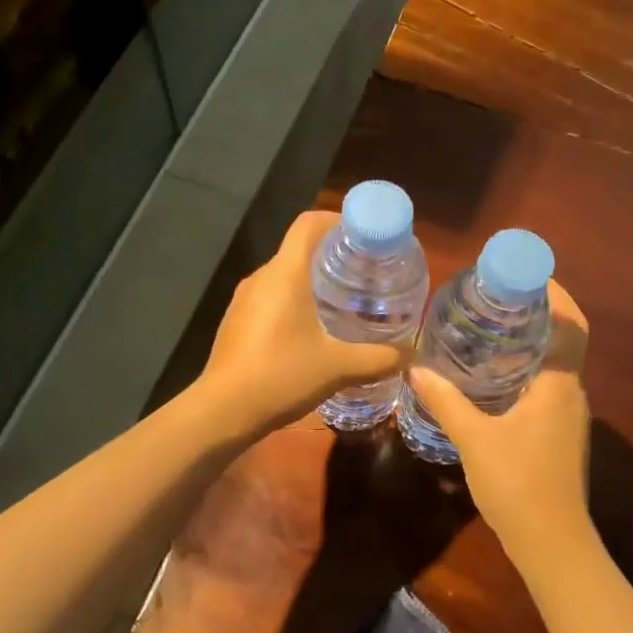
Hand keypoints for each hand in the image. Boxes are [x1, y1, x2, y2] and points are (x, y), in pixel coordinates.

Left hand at [197, 210, 412, 434]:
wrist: (222, 412)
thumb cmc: (281, 376)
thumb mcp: (338, 368)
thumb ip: (379, 358)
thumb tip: (410, 355)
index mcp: (285, 273)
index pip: (309, 223)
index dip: (339, 220)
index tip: (367, 238)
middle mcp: (261, 277)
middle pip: (300, 249)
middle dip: (334, 256)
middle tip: (367, 275)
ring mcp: (244, 300)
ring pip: (285, 276)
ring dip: (314, 282)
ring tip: (346, 303)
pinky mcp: (237, 322)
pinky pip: (271, 298)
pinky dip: (295, 302)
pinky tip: (314, 332)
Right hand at [409, 280, 592, 556]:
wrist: (551, 542)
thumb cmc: (517, 483)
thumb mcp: (474, 438)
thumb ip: (446, 401)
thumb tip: (416, 368)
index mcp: (559, 385)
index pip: (571, 325)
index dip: (555, 294)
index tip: (525, 274)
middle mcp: (572, 394)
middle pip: (564, 340)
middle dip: (538, 314)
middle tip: (496, 298)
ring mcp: (569, 418)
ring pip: (556, 366)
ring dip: (532, 344)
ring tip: (491, 330)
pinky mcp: (560, 436)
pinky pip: (548, 388)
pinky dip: (527, 371)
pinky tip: (494, 379)